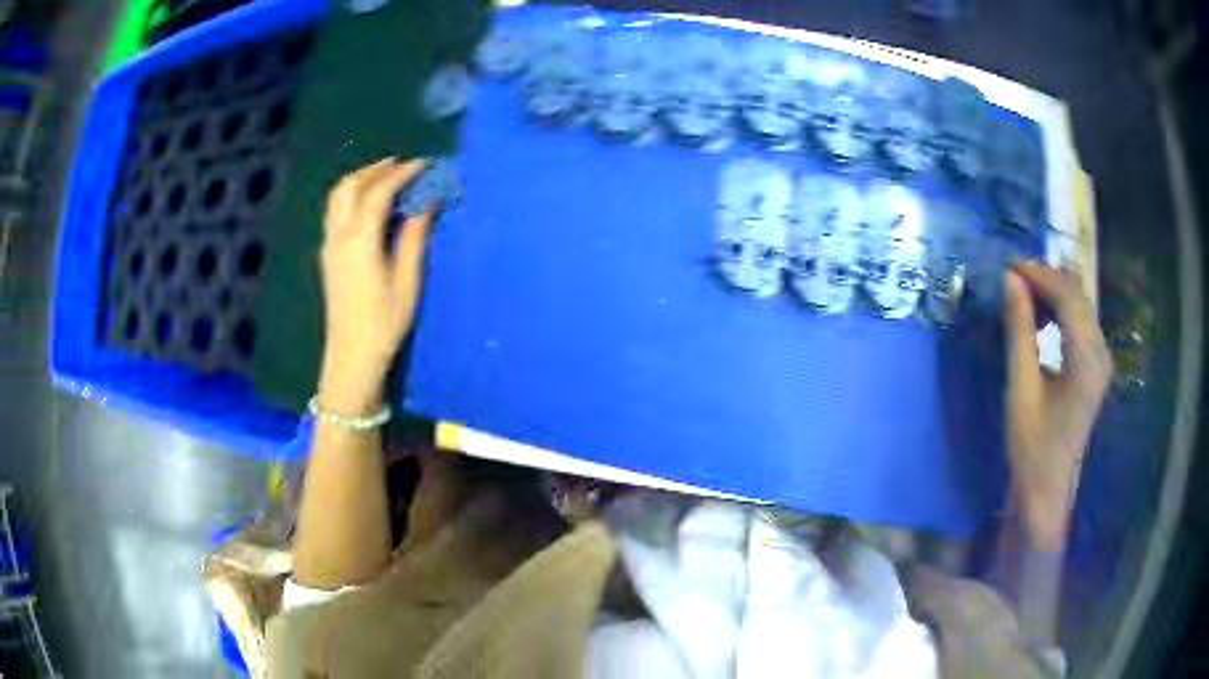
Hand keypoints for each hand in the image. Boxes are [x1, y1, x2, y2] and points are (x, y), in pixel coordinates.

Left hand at [318, 158, 433, 413]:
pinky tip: (367, 205)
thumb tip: (426, 204)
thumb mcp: (407, 281)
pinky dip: (351, 195)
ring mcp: (329, 245)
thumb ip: (413, 237)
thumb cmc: (384, 321)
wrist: (352, 355)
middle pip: (350, 186)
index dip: (401, 173)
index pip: (378, 192)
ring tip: (383, 177)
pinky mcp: (327, 255)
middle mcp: (339, 235)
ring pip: (337, 197)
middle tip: (401, 165)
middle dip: (376, 169)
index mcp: (360, 239)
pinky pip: (335, 211)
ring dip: (360, 180)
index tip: (423, 164)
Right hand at [1003, 261, 1112, 551]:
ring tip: (1023, 297)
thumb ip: (1020, 331)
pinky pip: (1081, 321)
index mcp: (1087, 362)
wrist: (1046, 489)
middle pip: (1078, 295)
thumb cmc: (1031, 446)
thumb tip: (1010, 280)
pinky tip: (1041, 320)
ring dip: (1053, 293)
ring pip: (1081, 305)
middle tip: (1013, 279)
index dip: (1040, 274)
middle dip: (1046, 279)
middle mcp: (1101, 353)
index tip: (1009, 267)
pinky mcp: (1096, 365)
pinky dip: (1060, 310)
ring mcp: (1102, 359)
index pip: (1069, 297)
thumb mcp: (1021, 389)